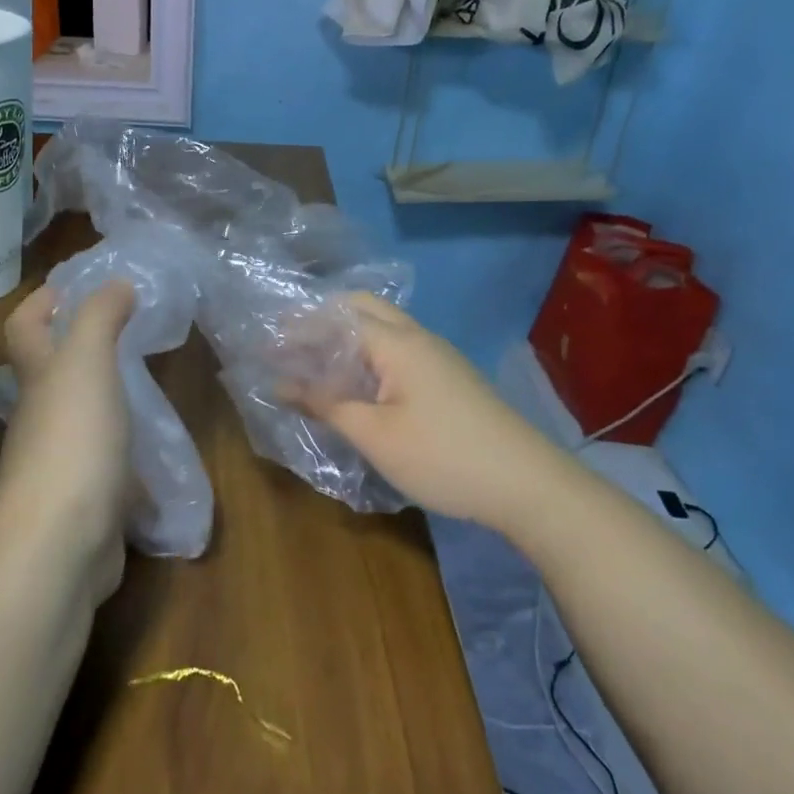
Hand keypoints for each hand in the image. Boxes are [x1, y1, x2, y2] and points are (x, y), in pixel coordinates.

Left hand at [0, 281, 134, 602]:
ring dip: (107, 402)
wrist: (61, 546)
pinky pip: (106, 467)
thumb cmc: (73, 442)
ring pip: (80, 420)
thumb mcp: (88, 365)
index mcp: (38, 379)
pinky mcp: (83, 502)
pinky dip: (127, 457)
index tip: (77, 285)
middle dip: (81, 350)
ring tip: (148, 388)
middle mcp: (39, 418)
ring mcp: (58, 464)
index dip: (43, 300)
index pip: (25, 326)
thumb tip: (115, 283)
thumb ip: (100, 319)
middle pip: (50, 373)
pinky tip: (157, 457)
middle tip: (129, 334)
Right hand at [291, 293, 554, 529]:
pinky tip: (355, 387)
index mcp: (398, 342)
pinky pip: (398, 352)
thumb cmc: (443, 456)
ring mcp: (438, 357)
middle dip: (323, 321)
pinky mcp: (449, 379)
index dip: (299, 329)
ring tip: (314, 366)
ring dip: (347, 340)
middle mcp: (418, 338)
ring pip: (382, 330)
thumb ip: (326, 404)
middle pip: (364, 309)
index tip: (266, 345)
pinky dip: (367, 358)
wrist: (528, 484)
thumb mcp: (374, 434)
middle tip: (291, 347)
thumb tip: (281, 385)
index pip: (338, 317)